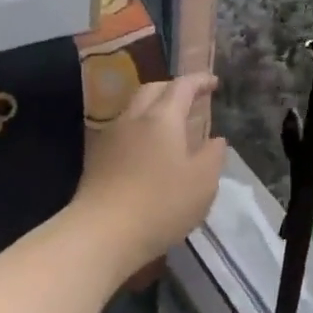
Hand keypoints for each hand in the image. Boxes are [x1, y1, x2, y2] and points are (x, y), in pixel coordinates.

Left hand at [69, 74, 227, 269]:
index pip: (182, 87)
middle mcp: (133, 119)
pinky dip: (139, 131)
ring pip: (133, 110)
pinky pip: (122, 132)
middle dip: (172, 89)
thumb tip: (216, 140)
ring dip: (153, 110)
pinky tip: (146, 152)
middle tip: (190, 99)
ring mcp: (110, 138)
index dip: (199, 80)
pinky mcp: (96, 159)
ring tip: (169, 127)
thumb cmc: (161, 203)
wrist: (102, 232)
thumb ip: (213, 156)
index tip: (213, 82)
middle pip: (152, 90)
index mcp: (162, 118)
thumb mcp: (203, 182)